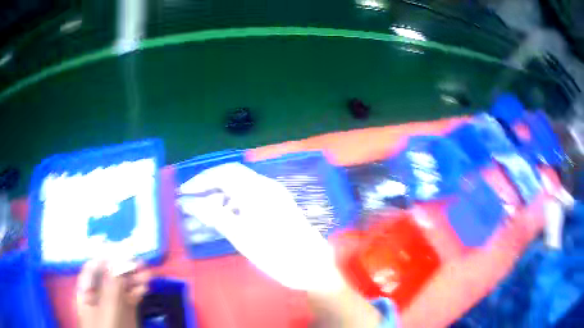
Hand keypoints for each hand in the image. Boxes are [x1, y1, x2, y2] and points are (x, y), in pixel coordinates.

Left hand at [76, 259, 150, 327]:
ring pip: (123, 285)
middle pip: (110, 275)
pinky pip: (131, 296)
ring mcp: (113, 303)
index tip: (121, 250)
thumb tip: (117, 259)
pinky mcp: (126, 311)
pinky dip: (138, 289)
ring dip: (134, 277)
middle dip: (124, 267)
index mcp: (87, 291)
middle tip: (139, 261)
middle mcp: (99, 294)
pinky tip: (145, 285)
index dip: (106, 257)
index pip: (94, 268)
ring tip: (147, 272)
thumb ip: (111, 286)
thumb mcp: (108, 310)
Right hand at [178, 163, 343, 291]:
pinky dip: (233, 205)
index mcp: (258, 190)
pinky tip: (225, 218)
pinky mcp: (278, 208)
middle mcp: (267, 187)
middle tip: (191, 200)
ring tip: (203, 213)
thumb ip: (214, 215)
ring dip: (220, 197)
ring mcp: (274, 197)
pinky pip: (249, 199)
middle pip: (231, 177)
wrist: (314, 268)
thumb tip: (189, 202)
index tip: (184, 193)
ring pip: (240, 189)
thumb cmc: (277, 254)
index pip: (223, 173)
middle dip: (209, 186)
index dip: (201, 180)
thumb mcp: (241, 236)